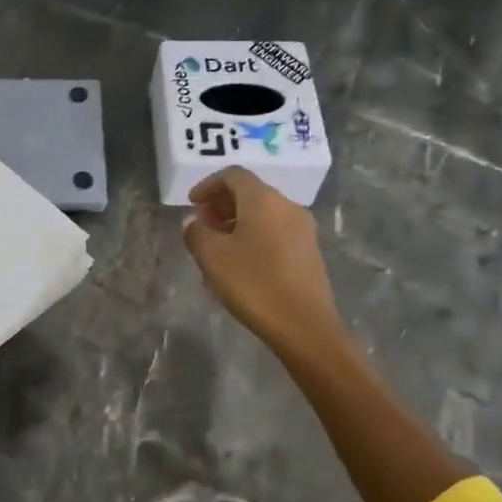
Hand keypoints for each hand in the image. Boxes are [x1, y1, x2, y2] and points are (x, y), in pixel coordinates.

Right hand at [182, 169, 345, 362]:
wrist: (305, 326)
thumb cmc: (254, 284)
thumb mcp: (213, 257)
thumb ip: (197, 232)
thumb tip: (193, 220)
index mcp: (263, 200)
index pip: (233, 175)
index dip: (208, 185)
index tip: (192, 203)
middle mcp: (287, 207)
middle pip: (250, 193)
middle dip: (222, 204)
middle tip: (201, 225)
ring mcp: (303, 230)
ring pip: (263, 214)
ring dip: (237, 222)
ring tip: (217, 246)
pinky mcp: (309, 252)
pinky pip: (275, 232)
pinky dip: (254, 236)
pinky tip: (240, 263)